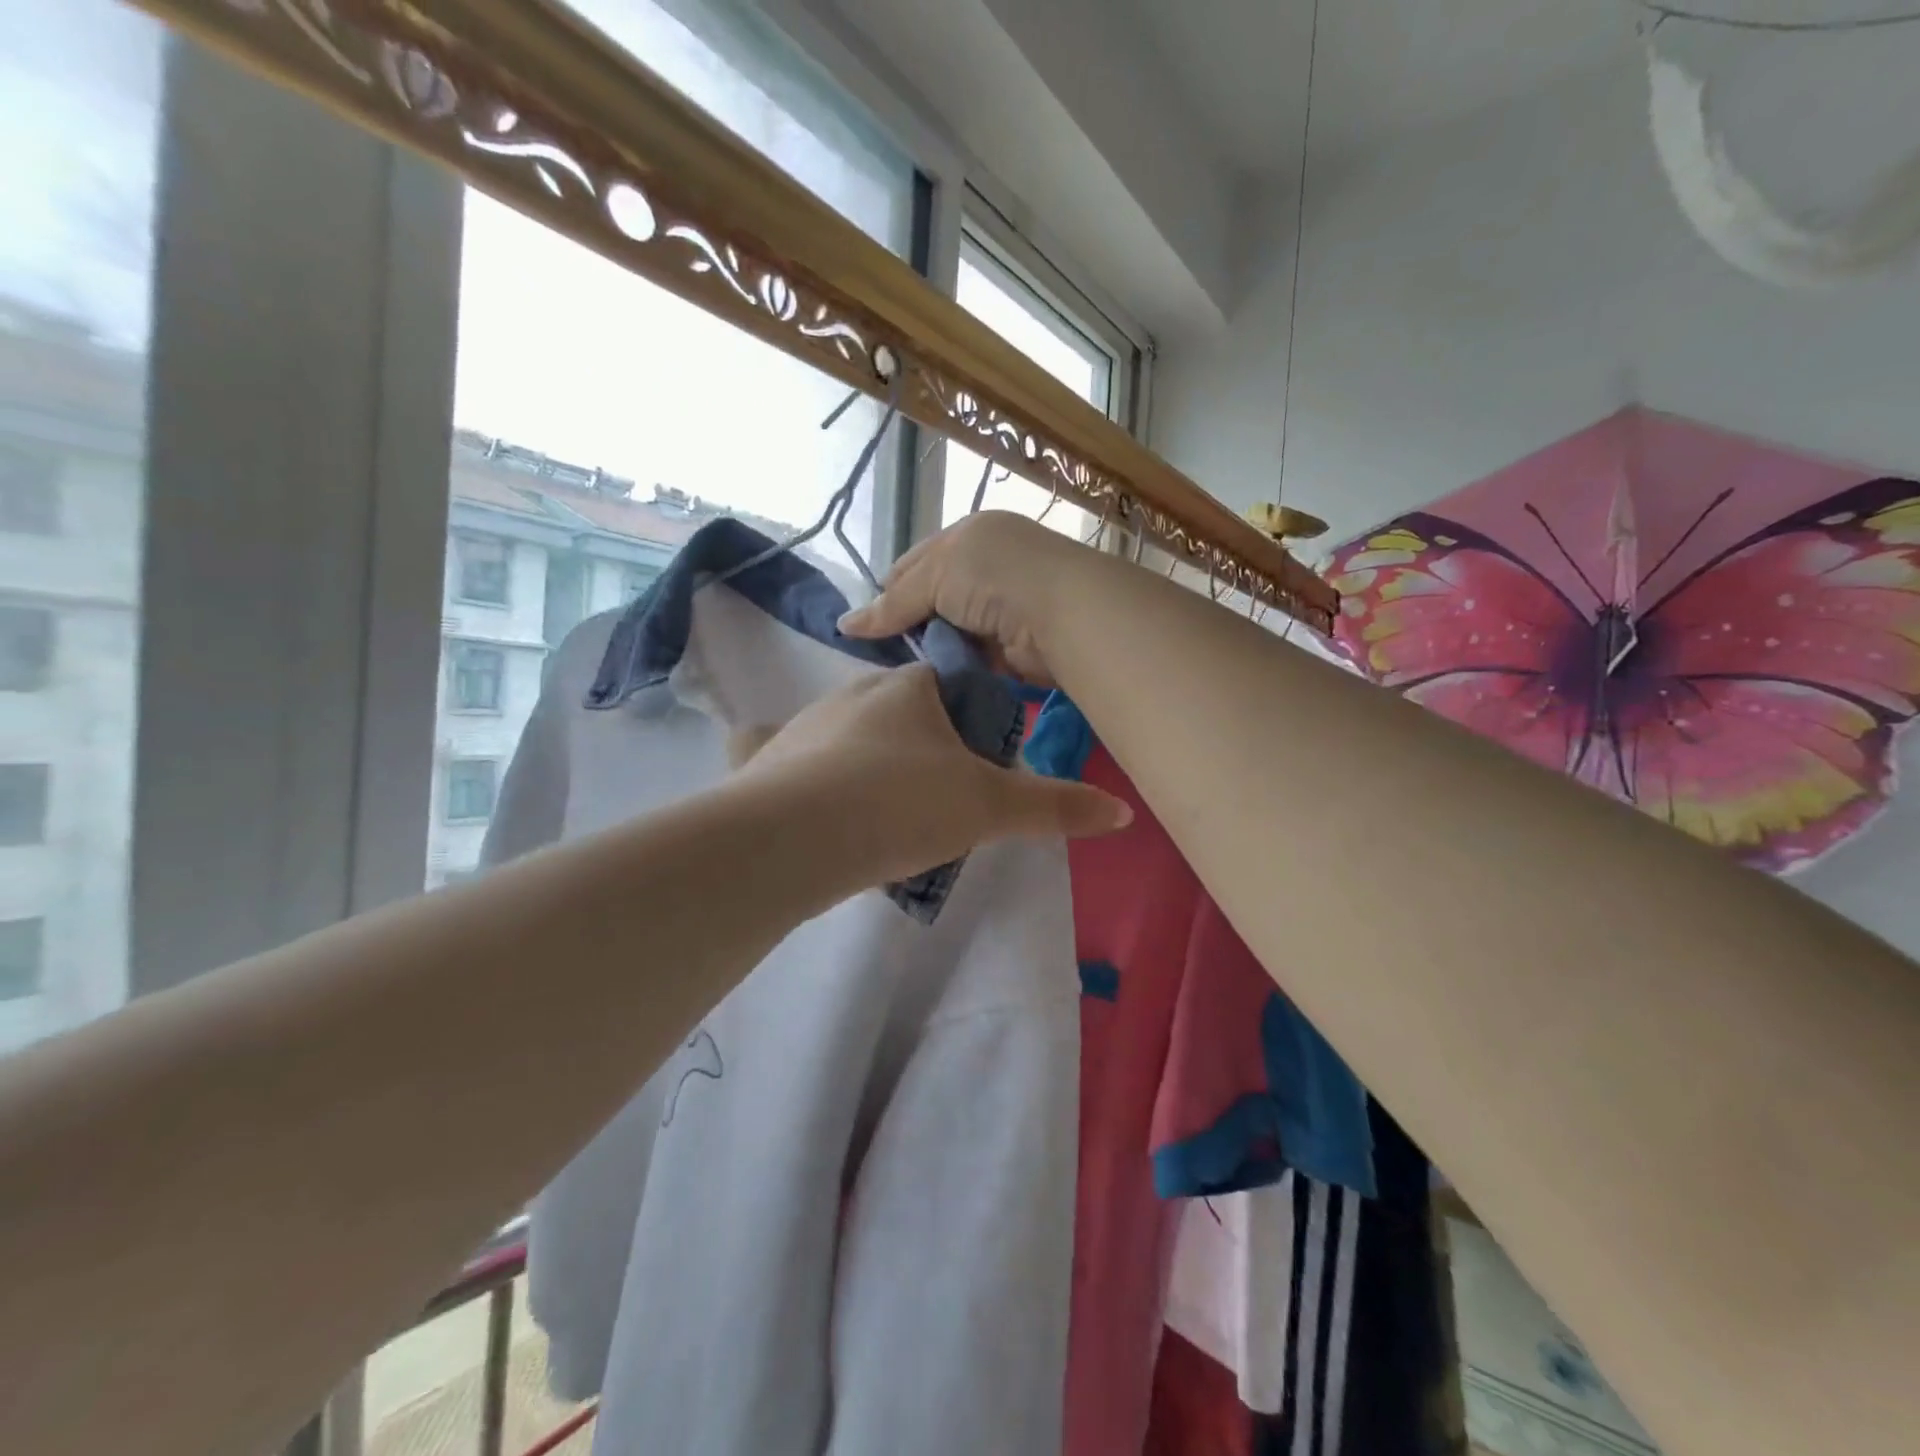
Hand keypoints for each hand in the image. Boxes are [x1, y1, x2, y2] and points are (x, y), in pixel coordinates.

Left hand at [739, 664, 1129, 884]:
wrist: (798, 837)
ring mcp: (801, 725)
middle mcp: (851, 693)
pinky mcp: (761, 760)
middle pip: (896, 710)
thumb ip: (1055, 807)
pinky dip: (786, 761)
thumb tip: (1122, 813)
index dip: (967, 720)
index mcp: (907, 690)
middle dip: (917, 745)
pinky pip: (774, 749)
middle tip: (933, 802)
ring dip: (863, 761)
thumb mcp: (989, 809)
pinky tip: (794, 788)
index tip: (976, 767)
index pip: (946, 685)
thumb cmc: (902, 804)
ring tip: (880, 817)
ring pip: (844, 734)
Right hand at [837, 512, 1097, 685]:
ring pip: (951, 632)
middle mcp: (987, 568)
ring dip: (932, 650)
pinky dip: (955, 667)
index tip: (866, 626)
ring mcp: (1003, 608)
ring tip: (903, 672)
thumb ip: (893, 603)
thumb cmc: (994, 576)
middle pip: (932, 600)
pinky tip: (933, 681)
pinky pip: (973, 658)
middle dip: (909, 625)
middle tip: (882, 655)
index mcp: (969, 536)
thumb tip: (844, 626)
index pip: (915, 563)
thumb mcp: (935, 575)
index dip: (889, 592)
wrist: (1062, 611)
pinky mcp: (1014, 646)